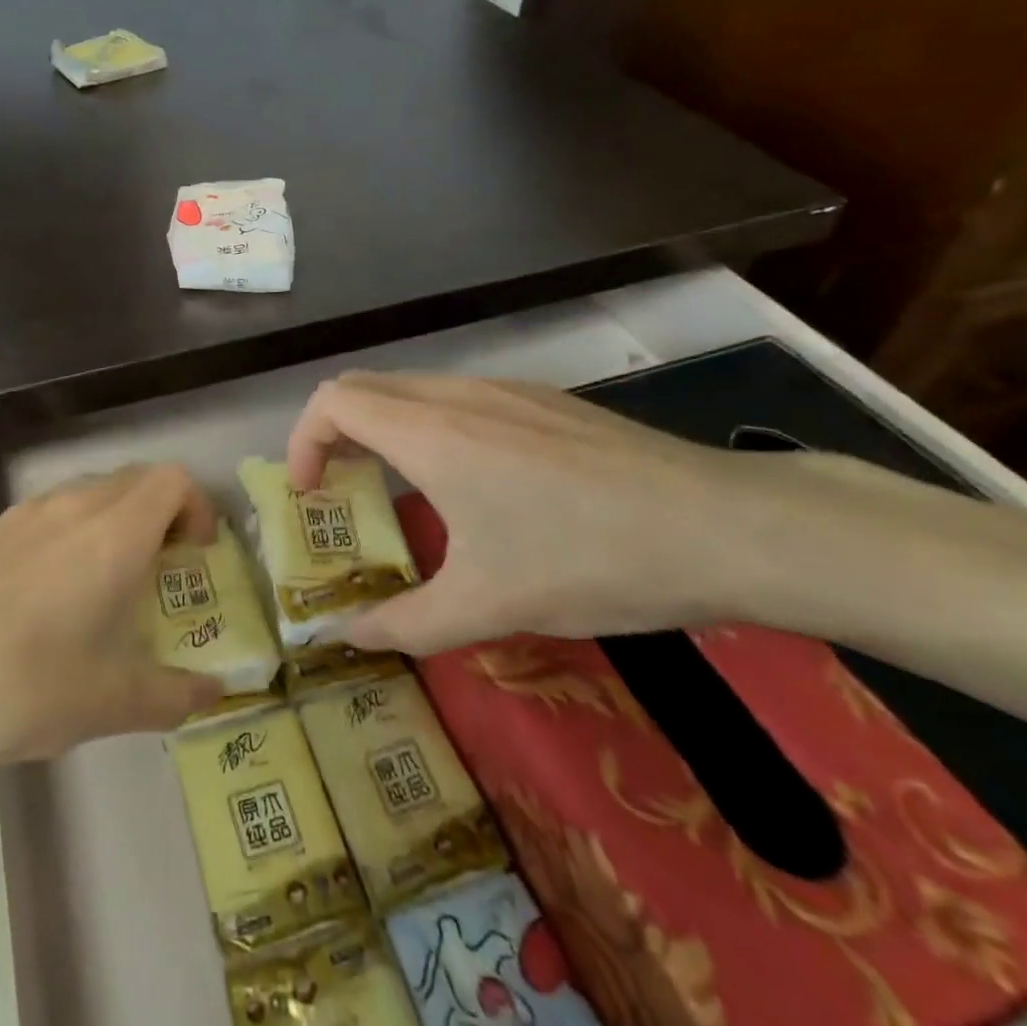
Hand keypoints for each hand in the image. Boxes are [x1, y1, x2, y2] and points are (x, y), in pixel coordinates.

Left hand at [0, 464, 224, 794]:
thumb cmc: (24, 685)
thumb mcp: (110, 704)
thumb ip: (173, 695)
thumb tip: (213, 693)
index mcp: (113, 533)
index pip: (172, 480)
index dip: (194, 507)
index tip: (191, 556)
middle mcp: (69, 507)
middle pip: (130, 481)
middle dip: (156, 516)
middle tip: (153, 572)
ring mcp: (17, 515)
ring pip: (80, 496)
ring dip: (104, 525)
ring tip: (92, 588)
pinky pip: (35, 520)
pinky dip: (55, 540)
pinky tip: (29, 601)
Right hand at [285, 372, 789, 653]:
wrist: (723, 526)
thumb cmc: (588, 559)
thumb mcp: (487, 605)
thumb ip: (403, 623)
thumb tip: (343, 638)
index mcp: (429, 432)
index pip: (332, 401)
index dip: (303, 441)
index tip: (311, 494)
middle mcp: (457, 394)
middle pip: (364, 387)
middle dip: (335, 434)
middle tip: (342, 492)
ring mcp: (504, 390)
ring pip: (411, 389)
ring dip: (383, 430)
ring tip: (401, 491)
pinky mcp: (543, 400)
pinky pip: (457, 398)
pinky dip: (429, 428)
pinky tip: (473, 484)